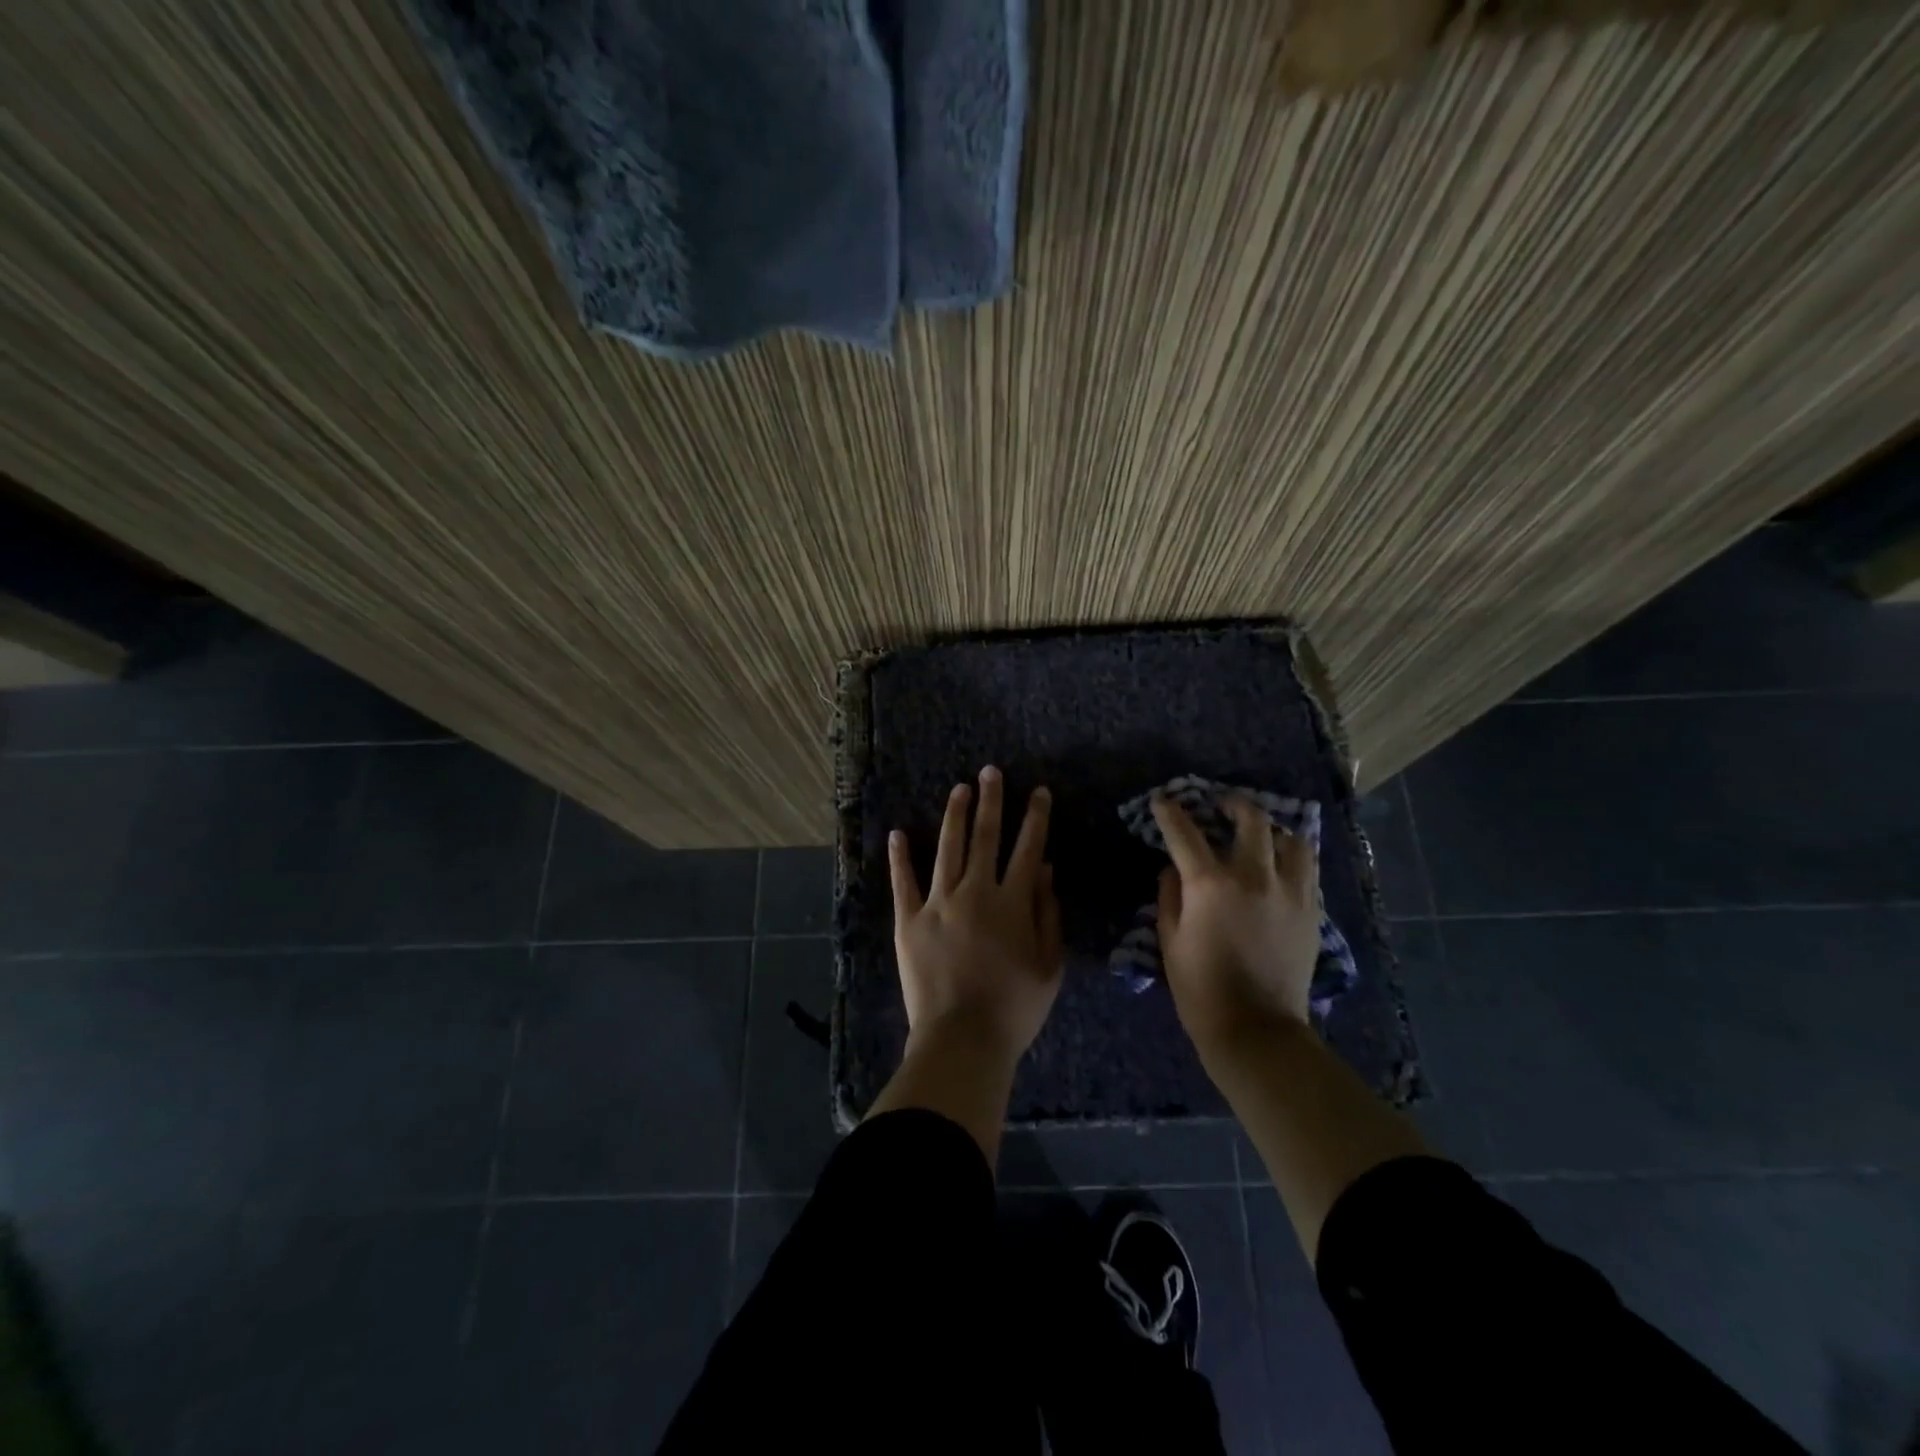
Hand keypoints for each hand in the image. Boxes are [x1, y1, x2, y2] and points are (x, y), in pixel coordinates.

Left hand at [887, 766, 1063, 1067]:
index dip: (1035, 818)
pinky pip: (903, 882)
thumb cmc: (1014, 1007)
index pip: (1027, 848)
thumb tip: (1045, 869)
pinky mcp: (909, 920)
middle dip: (991, 801)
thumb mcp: (1049, 965)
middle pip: (985, 837)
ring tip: (959, 789)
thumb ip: (1047, 914)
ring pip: (947, 848)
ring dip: (954, 816)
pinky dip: (900, 857)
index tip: (1038, 792)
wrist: (963, 1038)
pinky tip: (898, 833)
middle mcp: (975, 892)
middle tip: (991, 772)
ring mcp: (937, 903)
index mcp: (1012, 903)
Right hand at [1151, 792, 1320, 1057]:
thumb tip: (1173, 868)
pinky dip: (1293, 857)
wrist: (1256, 1029)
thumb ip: (1169, 895)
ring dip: (1273, 830)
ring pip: (1292, 839)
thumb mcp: (1169, 940)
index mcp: (1210, 883)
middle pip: (1251, 820)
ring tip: (1263, 835)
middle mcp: (1253, 876)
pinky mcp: (1311, 910)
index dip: (1170, 813)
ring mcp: (1289, 892)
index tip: (1163, 801)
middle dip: (1233, 805)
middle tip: (1222, 806)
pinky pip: (1308, 869)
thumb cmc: (1200, 987)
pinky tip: (1281, 866)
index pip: (1185, 833)